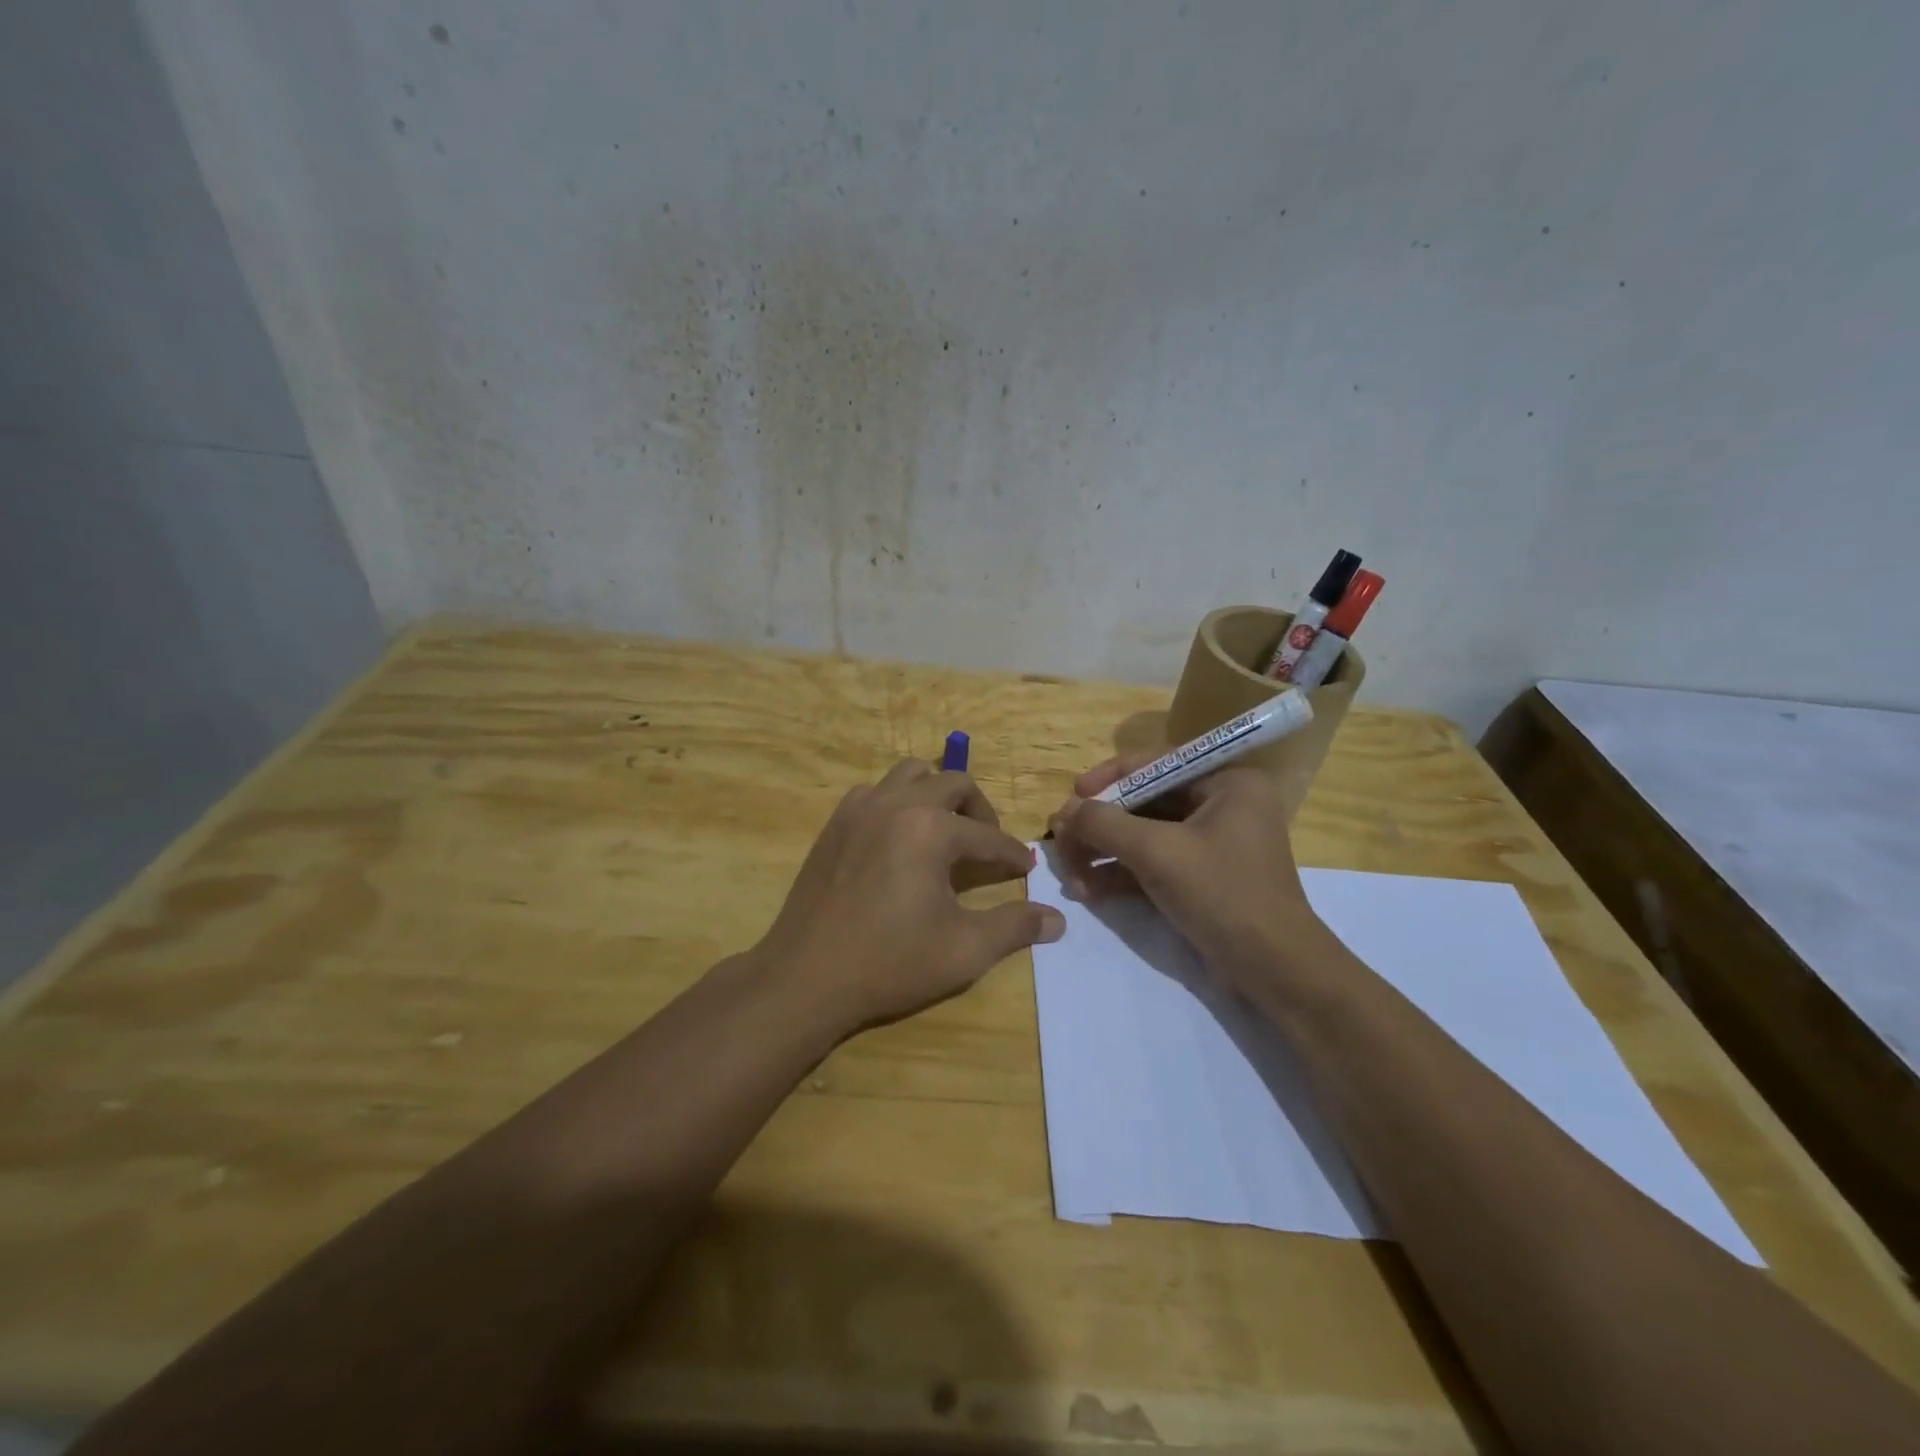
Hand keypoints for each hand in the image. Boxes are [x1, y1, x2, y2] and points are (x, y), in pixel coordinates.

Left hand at [753, 759, 1065, 1035]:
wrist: (806, 977)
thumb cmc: (890, 963)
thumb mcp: (964, 950)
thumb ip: (1015, 927)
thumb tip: (1056, 919)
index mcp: (931, 829)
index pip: (988, 835)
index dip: (1011, 855)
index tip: (1024, 870)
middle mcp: (897, 804)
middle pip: (954, 783)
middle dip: (980, 812)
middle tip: (987, 847)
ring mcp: (860, 808)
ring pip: (911, 774)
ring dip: (936, 795)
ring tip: (944, 832)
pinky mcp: (835, 823)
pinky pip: (876, 791)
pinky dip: (898, 802)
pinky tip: (899, 839)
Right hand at [1048, 754, 1330, 992]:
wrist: (1274, 971)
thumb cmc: (1223, 894)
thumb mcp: (1158, 852)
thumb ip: (1105, 824)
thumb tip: (1062, 811)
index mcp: (1227, 782)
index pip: (1157, 764)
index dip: (1110, 777)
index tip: (1073, 795)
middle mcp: (1222, 805)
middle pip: (1145, 802)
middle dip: (1101, 825)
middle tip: (1062, 841)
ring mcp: (1212, 844)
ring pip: (1144, 836)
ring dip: (1104, 853)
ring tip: (1070, 874)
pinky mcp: (1201, 877)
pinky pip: (1153, 863)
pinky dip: (1121, 874)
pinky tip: (1088, 890)